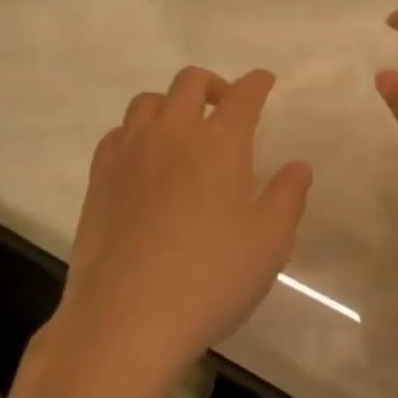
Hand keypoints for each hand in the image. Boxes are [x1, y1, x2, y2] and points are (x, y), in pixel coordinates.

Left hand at [50, 67, 312, 389]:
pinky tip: (142, 159)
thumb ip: (287, 197)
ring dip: (170, 104)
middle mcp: (172, 133)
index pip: (243, 95)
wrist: (127, 315)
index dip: (257, 83)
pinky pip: (118, 134)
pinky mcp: (99, 176)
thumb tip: (298, 167)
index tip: (263, 82)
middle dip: (213, 84)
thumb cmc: (210, 278)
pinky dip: (136, 132)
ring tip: (181, 131)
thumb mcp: (268, 243)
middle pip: (189, 82)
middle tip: (224, 106)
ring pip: (148, 102)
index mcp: (218, 143)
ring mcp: (130, 152)